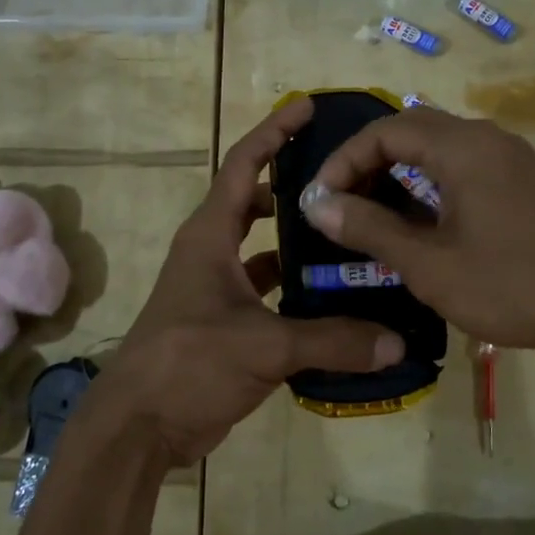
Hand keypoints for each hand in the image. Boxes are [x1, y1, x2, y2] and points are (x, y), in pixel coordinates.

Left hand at [82, 98, 405, 466]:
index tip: (307, 107)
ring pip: (265, 249)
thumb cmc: (189, 363)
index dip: (274, 132)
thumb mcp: (263, 346)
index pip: (244, 165)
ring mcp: (218, 288)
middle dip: (295, 185)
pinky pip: (268, 290)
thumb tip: (396, 342)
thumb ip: (332, 340)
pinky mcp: (226, 322)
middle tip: (346, 180)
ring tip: (351, 235)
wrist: (139, 426)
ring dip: (300, 242)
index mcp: (211, 236)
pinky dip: (296, 288)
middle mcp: (213, 252)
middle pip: (256, 201)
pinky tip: (334, 297)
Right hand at [303, 107, 534, 355]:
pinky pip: (463, 163)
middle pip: (411, 128)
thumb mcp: (429, 264)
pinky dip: (429, 180)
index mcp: (463, 148)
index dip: (345, 160)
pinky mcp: (523, 179)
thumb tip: (317, 204)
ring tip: (371, 211)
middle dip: (368, 160)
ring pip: (438, 145)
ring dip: (399, 169)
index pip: (385, 131)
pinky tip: (418, 218)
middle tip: (342, 202)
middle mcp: (487, 138)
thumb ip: (369, 228)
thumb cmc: (510, 287)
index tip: (321, 200)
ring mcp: (510, 157)